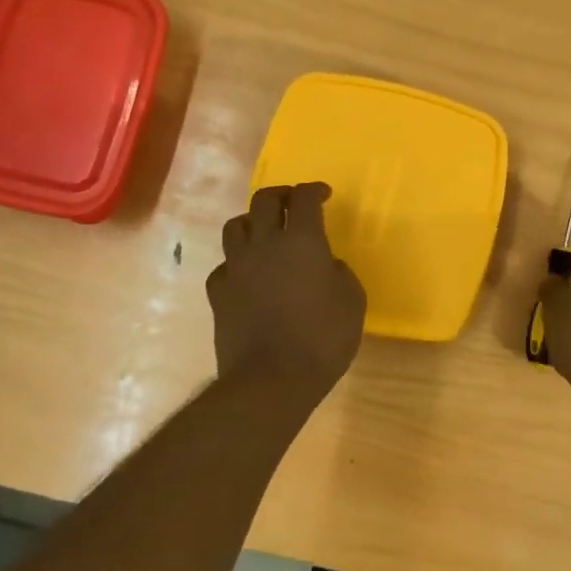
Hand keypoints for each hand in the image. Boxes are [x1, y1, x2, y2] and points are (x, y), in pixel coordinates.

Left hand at [208, 183, 366, 408]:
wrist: (271, 379)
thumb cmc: (322, 339)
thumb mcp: (352, 302)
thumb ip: (340, 273)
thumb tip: (327, 265)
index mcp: (301, 240)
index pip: (304, 198)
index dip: (314, 190)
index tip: (323, 194)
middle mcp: (264, 244)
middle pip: (263, 201)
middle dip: (280, 195)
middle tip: (293, 203)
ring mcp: (236, 267)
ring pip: (235, 226)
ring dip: (251, 222)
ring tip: (263, 233)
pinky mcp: (217, 292)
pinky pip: (224, 265)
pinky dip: (236, 263)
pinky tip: (247, 276)